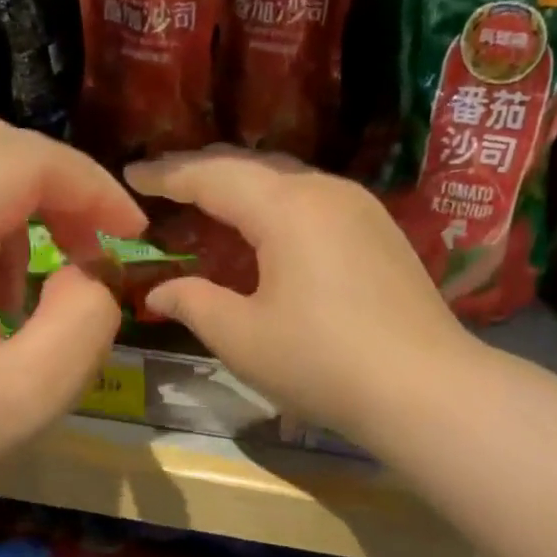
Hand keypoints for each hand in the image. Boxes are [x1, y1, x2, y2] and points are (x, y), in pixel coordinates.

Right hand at [125, 150, 478, 447]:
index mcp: (287, 207)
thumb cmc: (323, 363)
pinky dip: (279, 210)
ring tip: (213, 208)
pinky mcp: (383, 234)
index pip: (213, 175)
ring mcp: (362, 209)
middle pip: (254, 167)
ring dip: (246, 191)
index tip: (131, 175)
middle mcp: (326, 191)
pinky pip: (316, 204)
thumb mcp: (243, 338)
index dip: (167, 175)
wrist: (425, 389)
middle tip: (166, 188)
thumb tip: (159, 291)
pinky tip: (270, 236)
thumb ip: (194, 304)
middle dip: (205, 174)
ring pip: (290, 182)